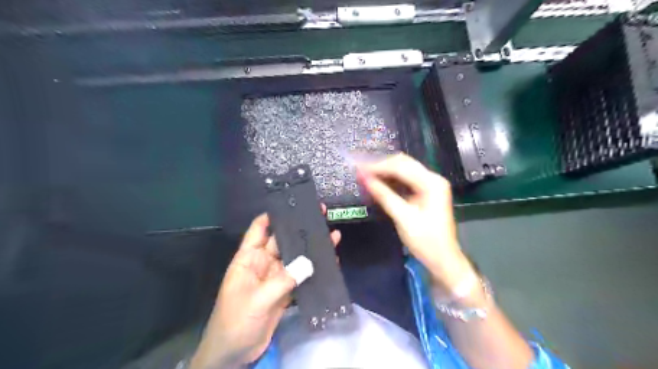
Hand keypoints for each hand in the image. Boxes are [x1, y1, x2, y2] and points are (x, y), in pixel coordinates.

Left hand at [189, 207, 339, 368]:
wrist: (234, 354)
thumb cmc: (235, 322)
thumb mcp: (257, 300)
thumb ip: (283, 280)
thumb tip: (309, 262)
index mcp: (248, 259)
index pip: (259, 229)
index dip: (273, 215)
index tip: (293, 204)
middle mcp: (263, 263)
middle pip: (282, 240)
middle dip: (299, 228)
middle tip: (319, 214)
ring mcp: (275, 277)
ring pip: (295, 257)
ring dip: (310, 248)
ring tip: (331, 234)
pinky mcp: (285, 290)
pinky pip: (301, 276)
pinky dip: (313, 269)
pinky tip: (329, 261)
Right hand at [359, 153, 472, 291]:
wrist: (443, 259)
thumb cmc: (425, 241)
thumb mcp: (403, 218)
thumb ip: (384, 196)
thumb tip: (365, 179)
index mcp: (431, 183)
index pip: (401, 167)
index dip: (378, 167)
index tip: (359, 169)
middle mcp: (432, 179)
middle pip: (403, 164)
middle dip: (381, 166)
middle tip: (360, 170)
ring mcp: (430, 185)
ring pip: (403, 170)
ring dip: (385, 172)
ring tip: (365, 175)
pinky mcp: (425, 192)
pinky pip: (405, 180)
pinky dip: (391, 180)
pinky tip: (378, 183)